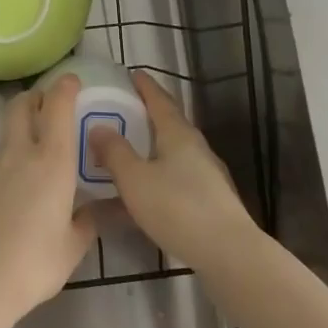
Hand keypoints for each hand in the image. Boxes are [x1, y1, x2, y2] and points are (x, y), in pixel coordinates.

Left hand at [0, 75, 97, 323]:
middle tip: (47, 104)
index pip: (57, 107)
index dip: (65, 87)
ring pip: (6, 136)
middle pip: (20, 106)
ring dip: (20, 133)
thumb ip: (87, 223)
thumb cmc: (33, 264)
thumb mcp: (72, 248)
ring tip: (34, 159)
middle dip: (35, 97)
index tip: (71, 80)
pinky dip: (6, 167)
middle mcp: (19, 155)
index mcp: (51, 162)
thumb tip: (98, 211)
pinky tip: (11, 198)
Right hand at [90, 71, 254, 267]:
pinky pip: (176, 178)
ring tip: (127, 151)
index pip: (159, 99)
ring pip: (172, 152)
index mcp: (178, 134)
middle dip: (146, 116)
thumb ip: (114, 152)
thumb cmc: (177, 208)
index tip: (131, 74)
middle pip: (168, 123)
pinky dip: (157, 176)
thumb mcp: (135, 179)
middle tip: (121, 111)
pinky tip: (143, 193)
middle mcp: (195, 147)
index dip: (144, 86)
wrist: (228, 253)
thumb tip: (99, 127)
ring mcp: (206, 175)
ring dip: (150, 148)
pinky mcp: (210, 200)